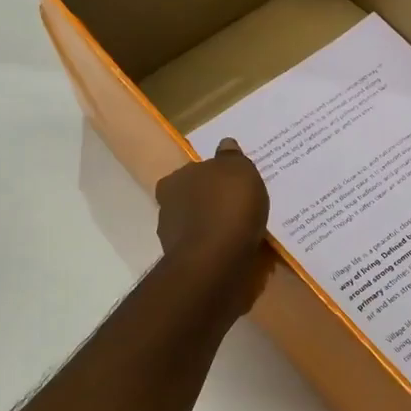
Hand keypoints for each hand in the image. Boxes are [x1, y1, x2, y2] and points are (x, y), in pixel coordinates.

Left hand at [155, 139, 272, 314]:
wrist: (216, 263)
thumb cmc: (227, 207)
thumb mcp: (238, 170)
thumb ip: (230, 157)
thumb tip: (225, 144)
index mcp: (174, 181)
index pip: (192, 173)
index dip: (213, 177)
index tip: (232, 184)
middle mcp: (167, 208)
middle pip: (193, 200)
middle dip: (212, 203)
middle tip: (240, 206)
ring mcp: (174, 240)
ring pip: (199, 227)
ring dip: (216, 228)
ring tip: (244, 232)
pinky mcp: (187, 265)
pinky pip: (208, 251)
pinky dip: (220, 250)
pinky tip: (239, 251)